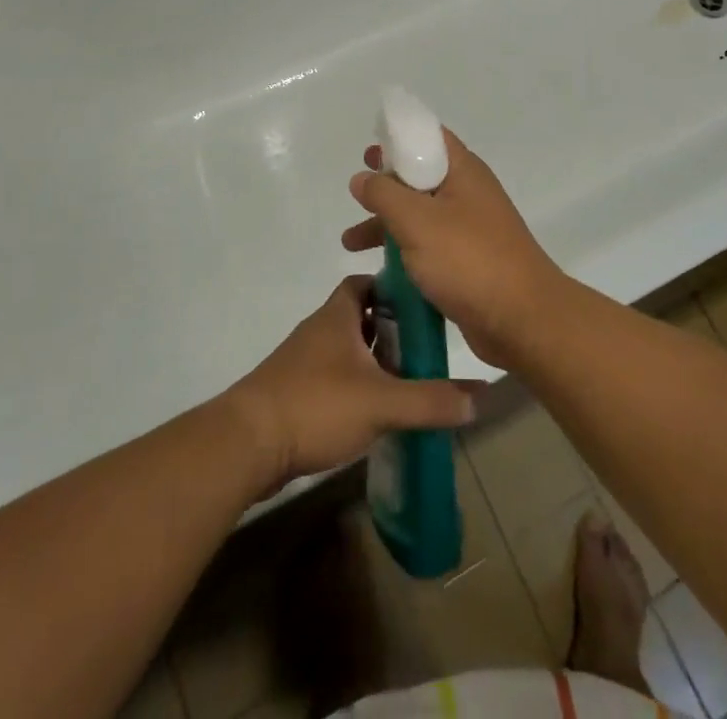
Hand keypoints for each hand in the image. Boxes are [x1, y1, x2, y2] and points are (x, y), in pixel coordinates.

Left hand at [225, 276, 479, 497]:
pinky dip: (353, 385)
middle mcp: (318, 331)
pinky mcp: (292, 393)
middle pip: (356, 317)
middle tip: (422, 348)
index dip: (391, 289)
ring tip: (405, 380)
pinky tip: (372, 410)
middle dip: (387, 329)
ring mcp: (301, 363)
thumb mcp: (382, 402)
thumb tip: (480, 395)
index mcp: (336, 316)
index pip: (364, 283)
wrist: (246, 443)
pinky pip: (330, 378)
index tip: (420, 304)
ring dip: (370, 360)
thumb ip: (431, 400)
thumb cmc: (316, 404)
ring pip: (344, 350)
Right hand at [343, 130, 568, 369]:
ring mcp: (470, 229)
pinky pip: (429, 247)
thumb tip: (362, 177)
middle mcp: (468, 194)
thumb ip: (384, 194)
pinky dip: (403, 252)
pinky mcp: (468, 262)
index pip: (429, 137)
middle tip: (356, 191)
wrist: (523, 319)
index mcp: (463, 171)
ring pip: (420, 216)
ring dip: (386, 224)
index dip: (398, 138)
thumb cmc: (469, 259)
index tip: (368, 152)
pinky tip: (377, 272)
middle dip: (386, 185)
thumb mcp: (417, 220)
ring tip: (349, 242)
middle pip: (420, 177)